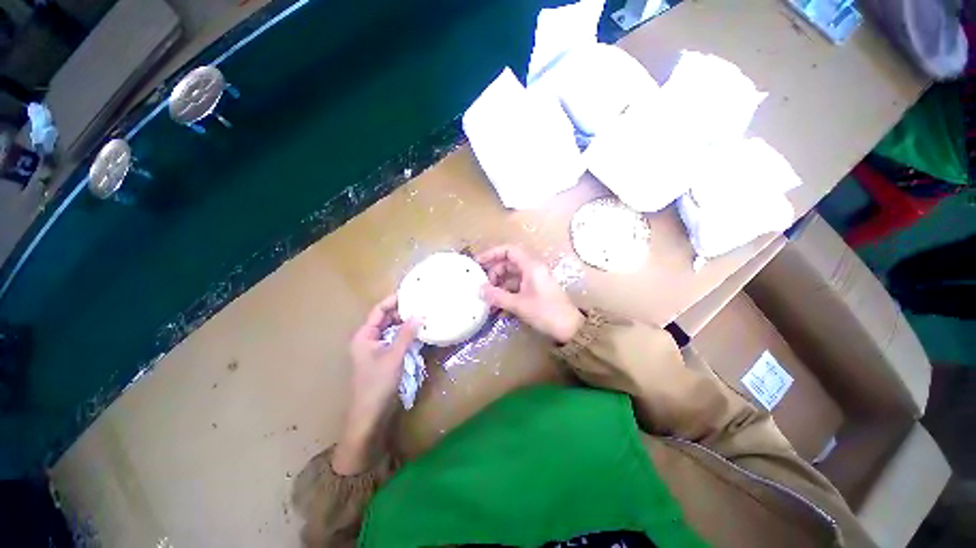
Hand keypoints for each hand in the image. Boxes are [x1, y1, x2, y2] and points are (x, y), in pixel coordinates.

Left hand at [333, 295, 419, 474]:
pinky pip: (397, 340)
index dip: (393, 300)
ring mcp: (378, 349)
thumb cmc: (378, 383)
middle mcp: (369, 339)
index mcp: (365, 335)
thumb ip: (406, 334)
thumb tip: (419, 314)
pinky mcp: (386, 357)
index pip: (379, 311)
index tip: (410, 292)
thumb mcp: (394, 356)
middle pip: (386, 319)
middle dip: (402, 311)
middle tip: (421, 303)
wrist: (371, 415)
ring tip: (423, 314)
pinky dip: (407, 335)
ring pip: (393, 330)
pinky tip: (420, 331)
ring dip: (406, 323)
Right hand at [477, 245, 583, 343]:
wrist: (569, 328)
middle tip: (483, 287)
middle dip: (493, 274)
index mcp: (531, 266)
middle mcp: (532, 269)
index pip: (508, 251)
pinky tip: (498, 308)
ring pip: (511, 277)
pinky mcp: (534, 290)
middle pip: (508, 264)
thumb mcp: (519, 304)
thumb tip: (480, 290)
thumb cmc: (546, 312)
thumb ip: (498, 296)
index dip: (492, 254)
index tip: (478, 263)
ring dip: (499, 287)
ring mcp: (534, 280)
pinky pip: (516, 287)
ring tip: (488, 301)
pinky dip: (506, 294)